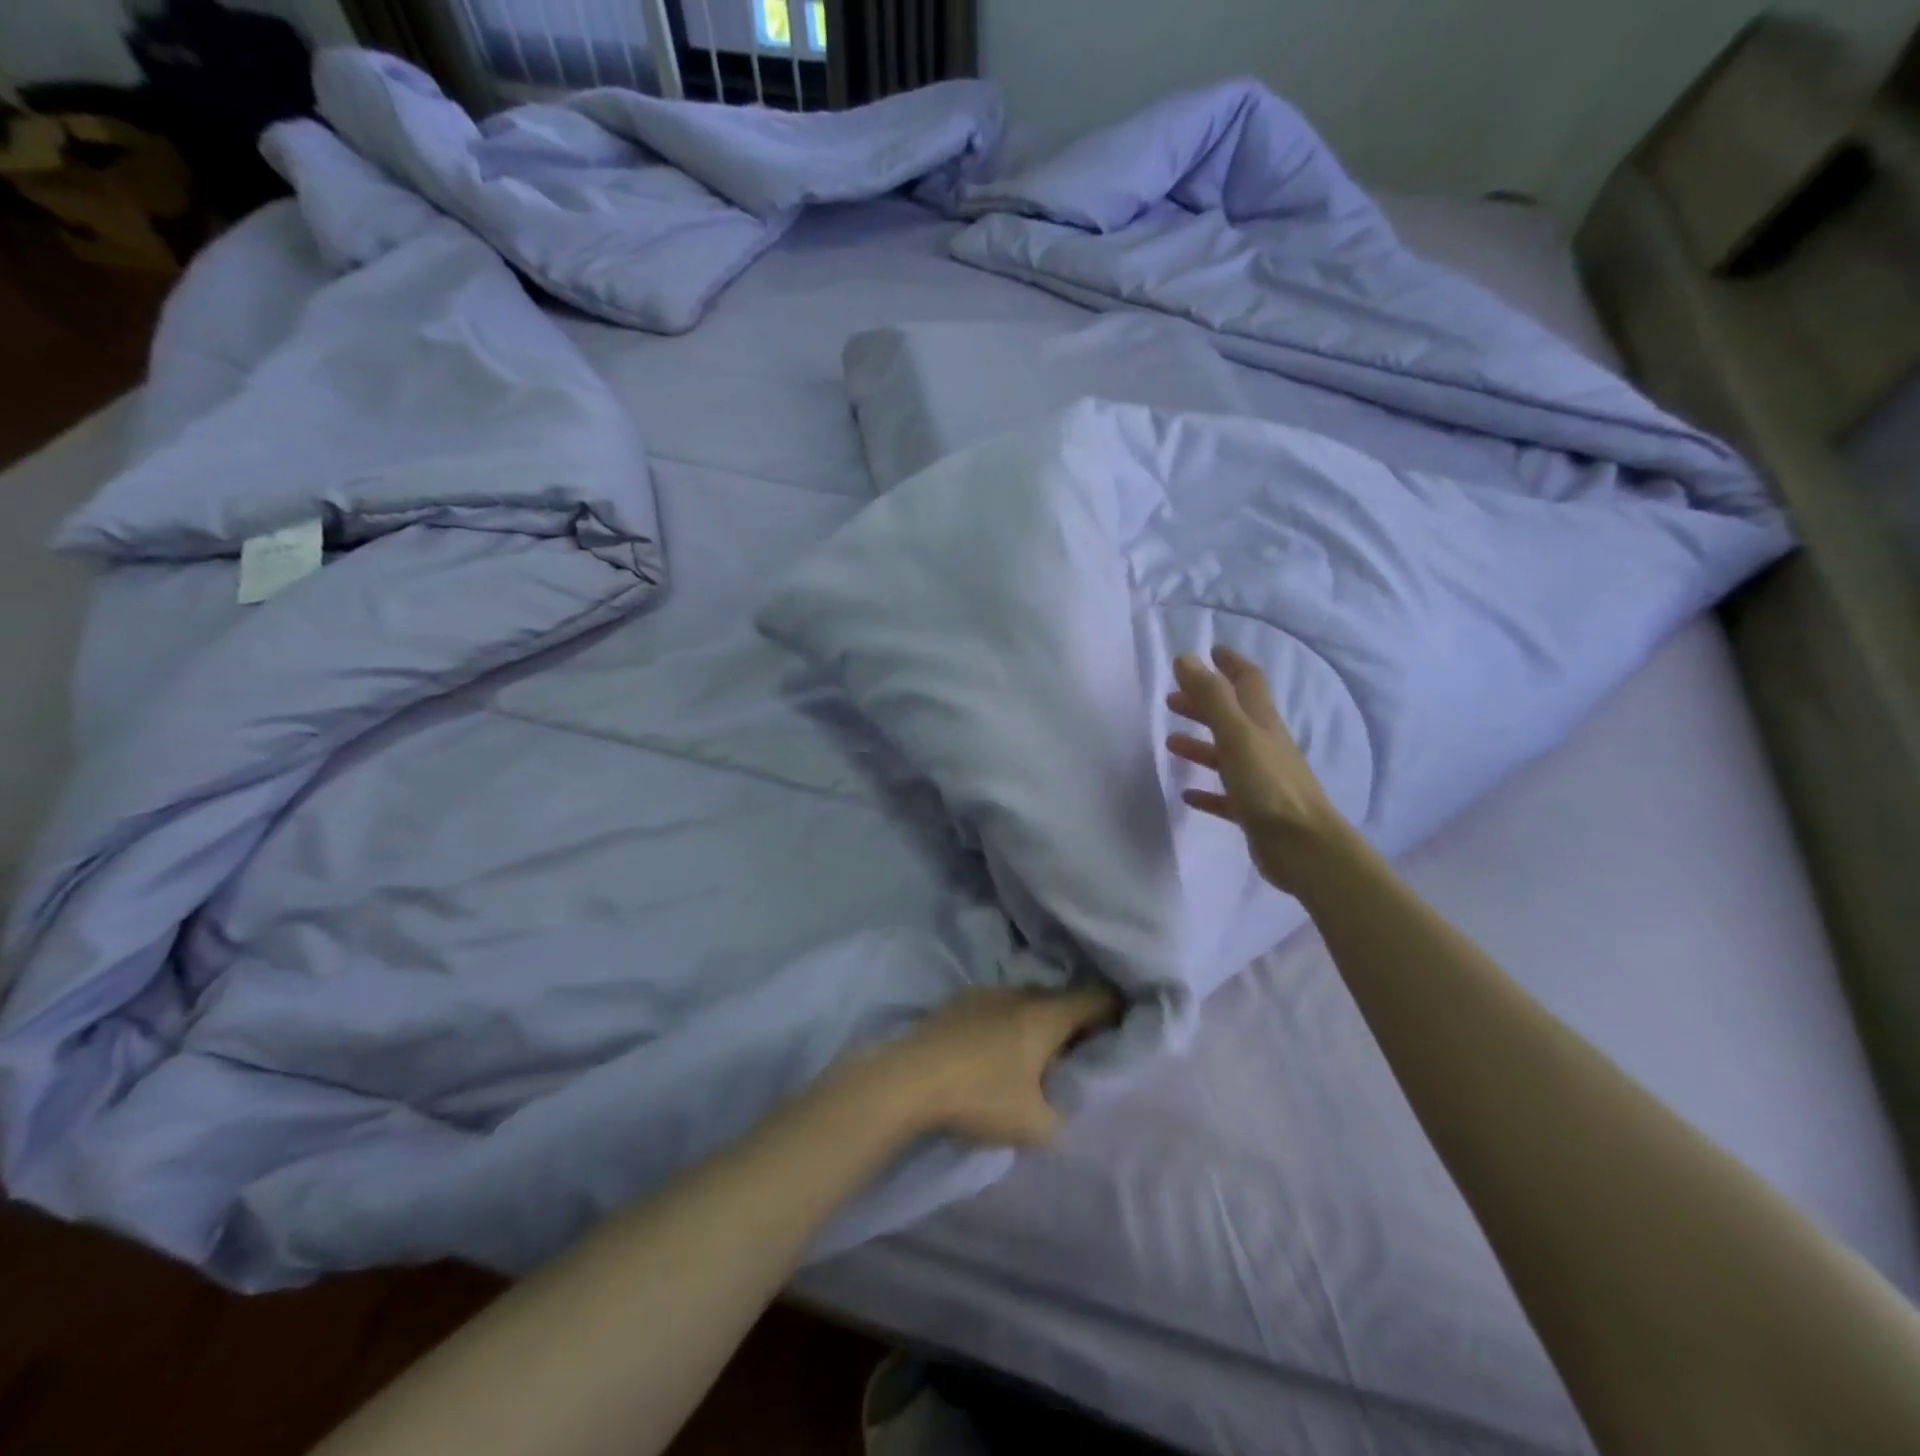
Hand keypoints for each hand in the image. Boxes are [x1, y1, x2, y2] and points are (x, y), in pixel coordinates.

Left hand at [862, 988, 1120, 1147]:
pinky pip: (1001, 1006)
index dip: (1117, 1010)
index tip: (1125, 1027)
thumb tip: (1067, 1099)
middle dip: (1078, 1020)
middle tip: (1082, 1051)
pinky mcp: (960, 1000)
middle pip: (1063, 998)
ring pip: (1029, 1001)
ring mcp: (987, 992)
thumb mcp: (1036, 1124)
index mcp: (1047, 1014)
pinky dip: (1011, 1022)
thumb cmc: (980, 1096)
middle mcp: (1021, 993)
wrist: (908, 1079)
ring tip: (1038, 1055)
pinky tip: (999, 1050)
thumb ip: (1065, 1111)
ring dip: (1041, 1021)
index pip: (1097, 997)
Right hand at [1166, 644, 1355, 896]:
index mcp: (1261, 723)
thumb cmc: (1269, 785)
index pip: (1248, 682)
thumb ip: (1211, 697)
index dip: (1230, 664)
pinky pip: (1225, 795)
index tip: (1211, 651)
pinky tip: (1188, 794)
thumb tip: (1186, 658)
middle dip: (1205, 703)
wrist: (1303, 846)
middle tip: (1174, 698)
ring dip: (1200, 744)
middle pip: (1233, 716)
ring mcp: (1260, 779)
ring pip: (1226, 754)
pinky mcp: (1253, 811)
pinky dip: (1206, 790)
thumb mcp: (1236, 734)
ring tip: (1171, 742)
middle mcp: (1263, 746)